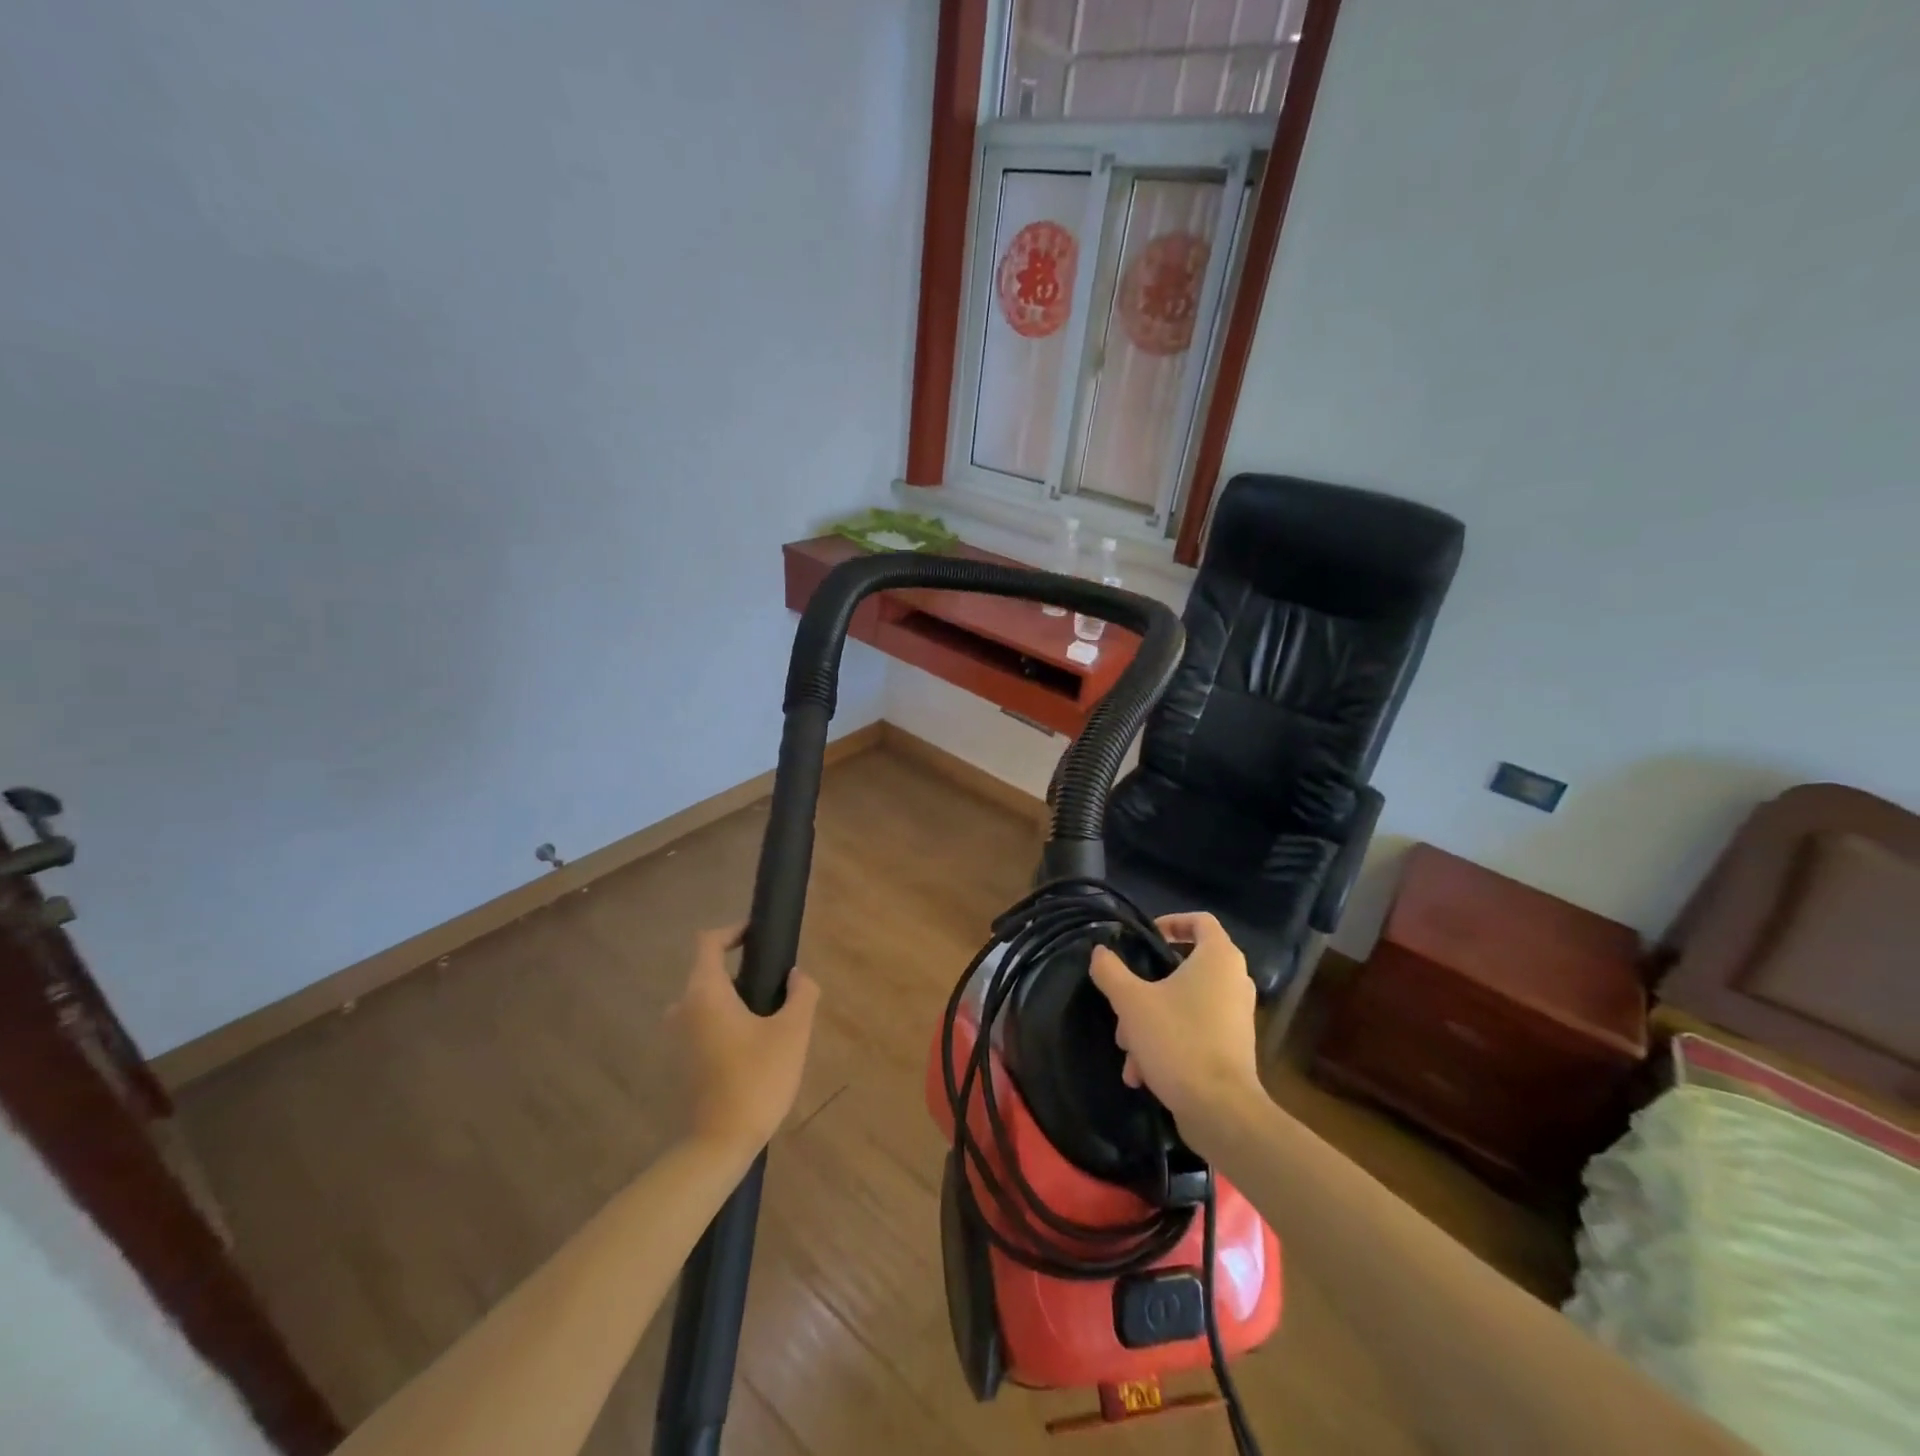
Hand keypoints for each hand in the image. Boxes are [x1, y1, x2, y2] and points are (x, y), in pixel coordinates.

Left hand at [666, 926, 820, 1155]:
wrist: (720, 1143)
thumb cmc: (757, 1078)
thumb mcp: (793, 1032)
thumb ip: (802, 993)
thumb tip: (797, 976)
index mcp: (705, 993)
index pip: (708, 942)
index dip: (733, 931)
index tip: (759, 936)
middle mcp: (684, 1008)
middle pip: (709, 971)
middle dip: (742, 969)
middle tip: (776, 982)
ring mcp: (679, 1037)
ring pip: (707, 1000)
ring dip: (735, 998)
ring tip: (771, 1014)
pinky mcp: (683, 1060)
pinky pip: (704, 1023)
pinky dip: (727, 1020)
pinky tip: (756, 1043)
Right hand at [1088, 912, 1262, 1139]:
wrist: (1220, 1110)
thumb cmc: (1178, 1041)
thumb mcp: (1132, 1002)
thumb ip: (1111, 971)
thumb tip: (1100, 952)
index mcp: (1218, 958)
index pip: (1199, 921)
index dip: (1170, 922)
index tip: (1143, 937)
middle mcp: (1234, 981)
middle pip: (1183, 968)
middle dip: (1145, 989)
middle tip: (1123, 1005)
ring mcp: (1236, 1016)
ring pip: (1183, 1005)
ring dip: (1150, 1022)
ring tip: (1128, 1051)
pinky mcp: (1233, 1047)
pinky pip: (1194, 1032)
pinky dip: (1169, 1044)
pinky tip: (1142, 1074)